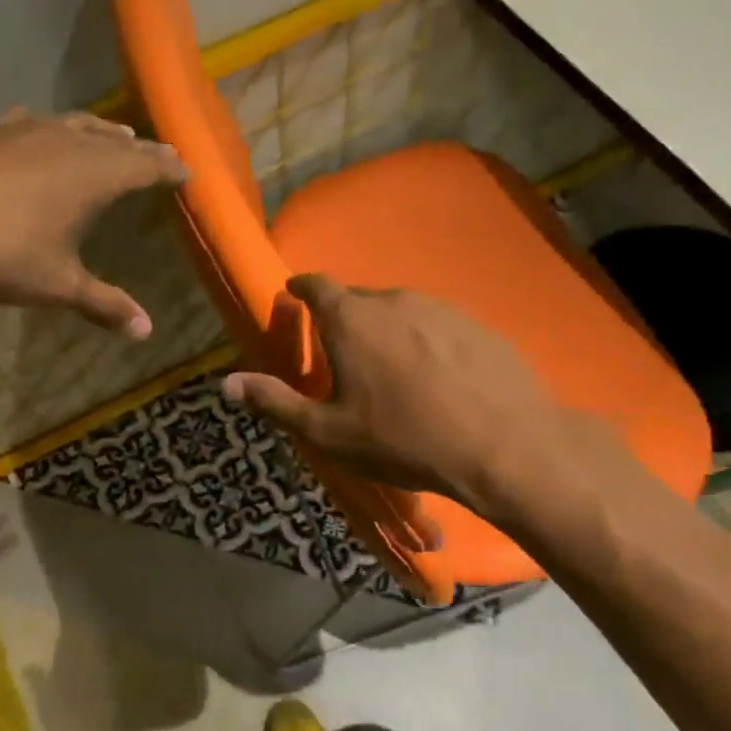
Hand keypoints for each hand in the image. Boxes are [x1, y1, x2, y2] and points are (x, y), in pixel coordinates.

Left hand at [0, 108, 187, 335]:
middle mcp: (65, 141)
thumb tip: (146, 331)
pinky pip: (34, 122)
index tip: (186, 170)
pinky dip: (53, 129)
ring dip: (100, 133)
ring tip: (115, 137)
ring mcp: (24, 130)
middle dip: (140, 149)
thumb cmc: (0, 256)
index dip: (169, 167)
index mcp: (93, 174)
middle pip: (115, 140)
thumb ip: (105, 304)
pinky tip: (42, 132)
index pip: (145, 164)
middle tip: (158, 155)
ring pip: (76, 123)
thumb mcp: (58, 285)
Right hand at [221, 274, 581, 516]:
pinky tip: (435, 379)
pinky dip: (424, 343)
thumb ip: (275, 402)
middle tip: (342, 358)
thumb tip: (226, 383)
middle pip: (357, 300)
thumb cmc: (404, 439)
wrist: (505, 446)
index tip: (295, 297)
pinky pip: (436, 325)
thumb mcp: (328, 432)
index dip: (301, 288)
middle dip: (343, 321)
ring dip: (386, 332)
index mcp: (351, 319)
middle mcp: (394, 300)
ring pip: (399, 312)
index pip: (316, 284)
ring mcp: (441, 308)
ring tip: (390, 374)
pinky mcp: (477, 325)